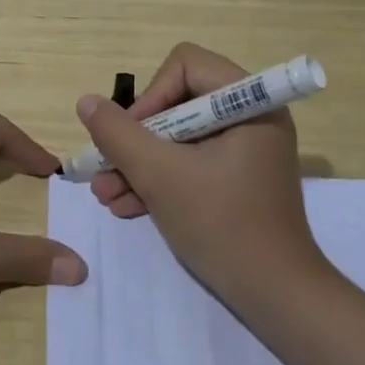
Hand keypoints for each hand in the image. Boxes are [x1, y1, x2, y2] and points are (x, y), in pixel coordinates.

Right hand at [75, 42, 327, 302]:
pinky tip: (125, 205)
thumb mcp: (160, 176)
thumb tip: (87, 102)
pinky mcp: (237, 178)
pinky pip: (191, 162)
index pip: (186, 65)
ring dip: (140, 163)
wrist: (277, 298)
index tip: (130, 136)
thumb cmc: (222, 225)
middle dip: (136, 139)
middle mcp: (251, 116)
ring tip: (105, 195)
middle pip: (178, 102)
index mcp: (248, 102)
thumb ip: (119, 135)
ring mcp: (245, 149)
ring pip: (179, 136)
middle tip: (105, 168)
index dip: (151, 95)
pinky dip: (160, 179)